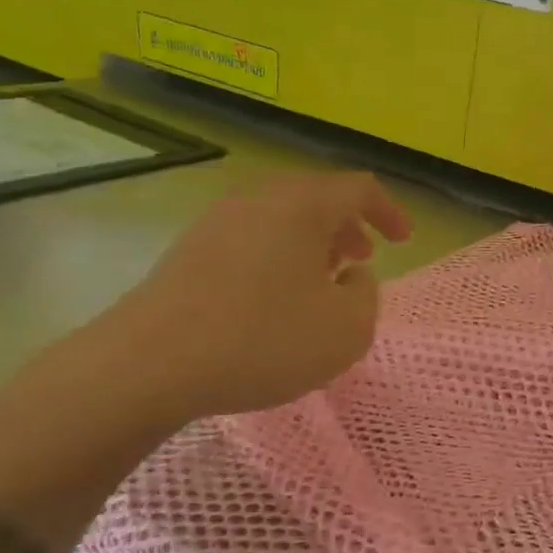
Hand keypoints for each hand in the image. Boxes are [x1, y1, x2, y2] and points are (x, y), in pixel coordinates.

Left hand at [82, 172, 411, 423]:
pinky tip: (274, 298)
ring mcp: (217, 222)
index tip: (402, 241)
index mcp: (302, 206)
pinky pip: (250, 239)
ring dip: (311, 243)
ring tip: (322, 279)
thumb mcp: (346, 329)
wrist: (149, 365)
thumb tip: (351, 276)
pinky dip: (277, 256)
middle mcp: (259, 199)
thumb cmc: (264, 340)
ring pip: (280, 218)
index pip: (358, 188)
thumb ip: (367, 296)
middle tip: (362, 258)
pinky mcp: (188, 251)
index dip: (389, 211)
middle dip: (347, 226)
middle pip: (316, 198)